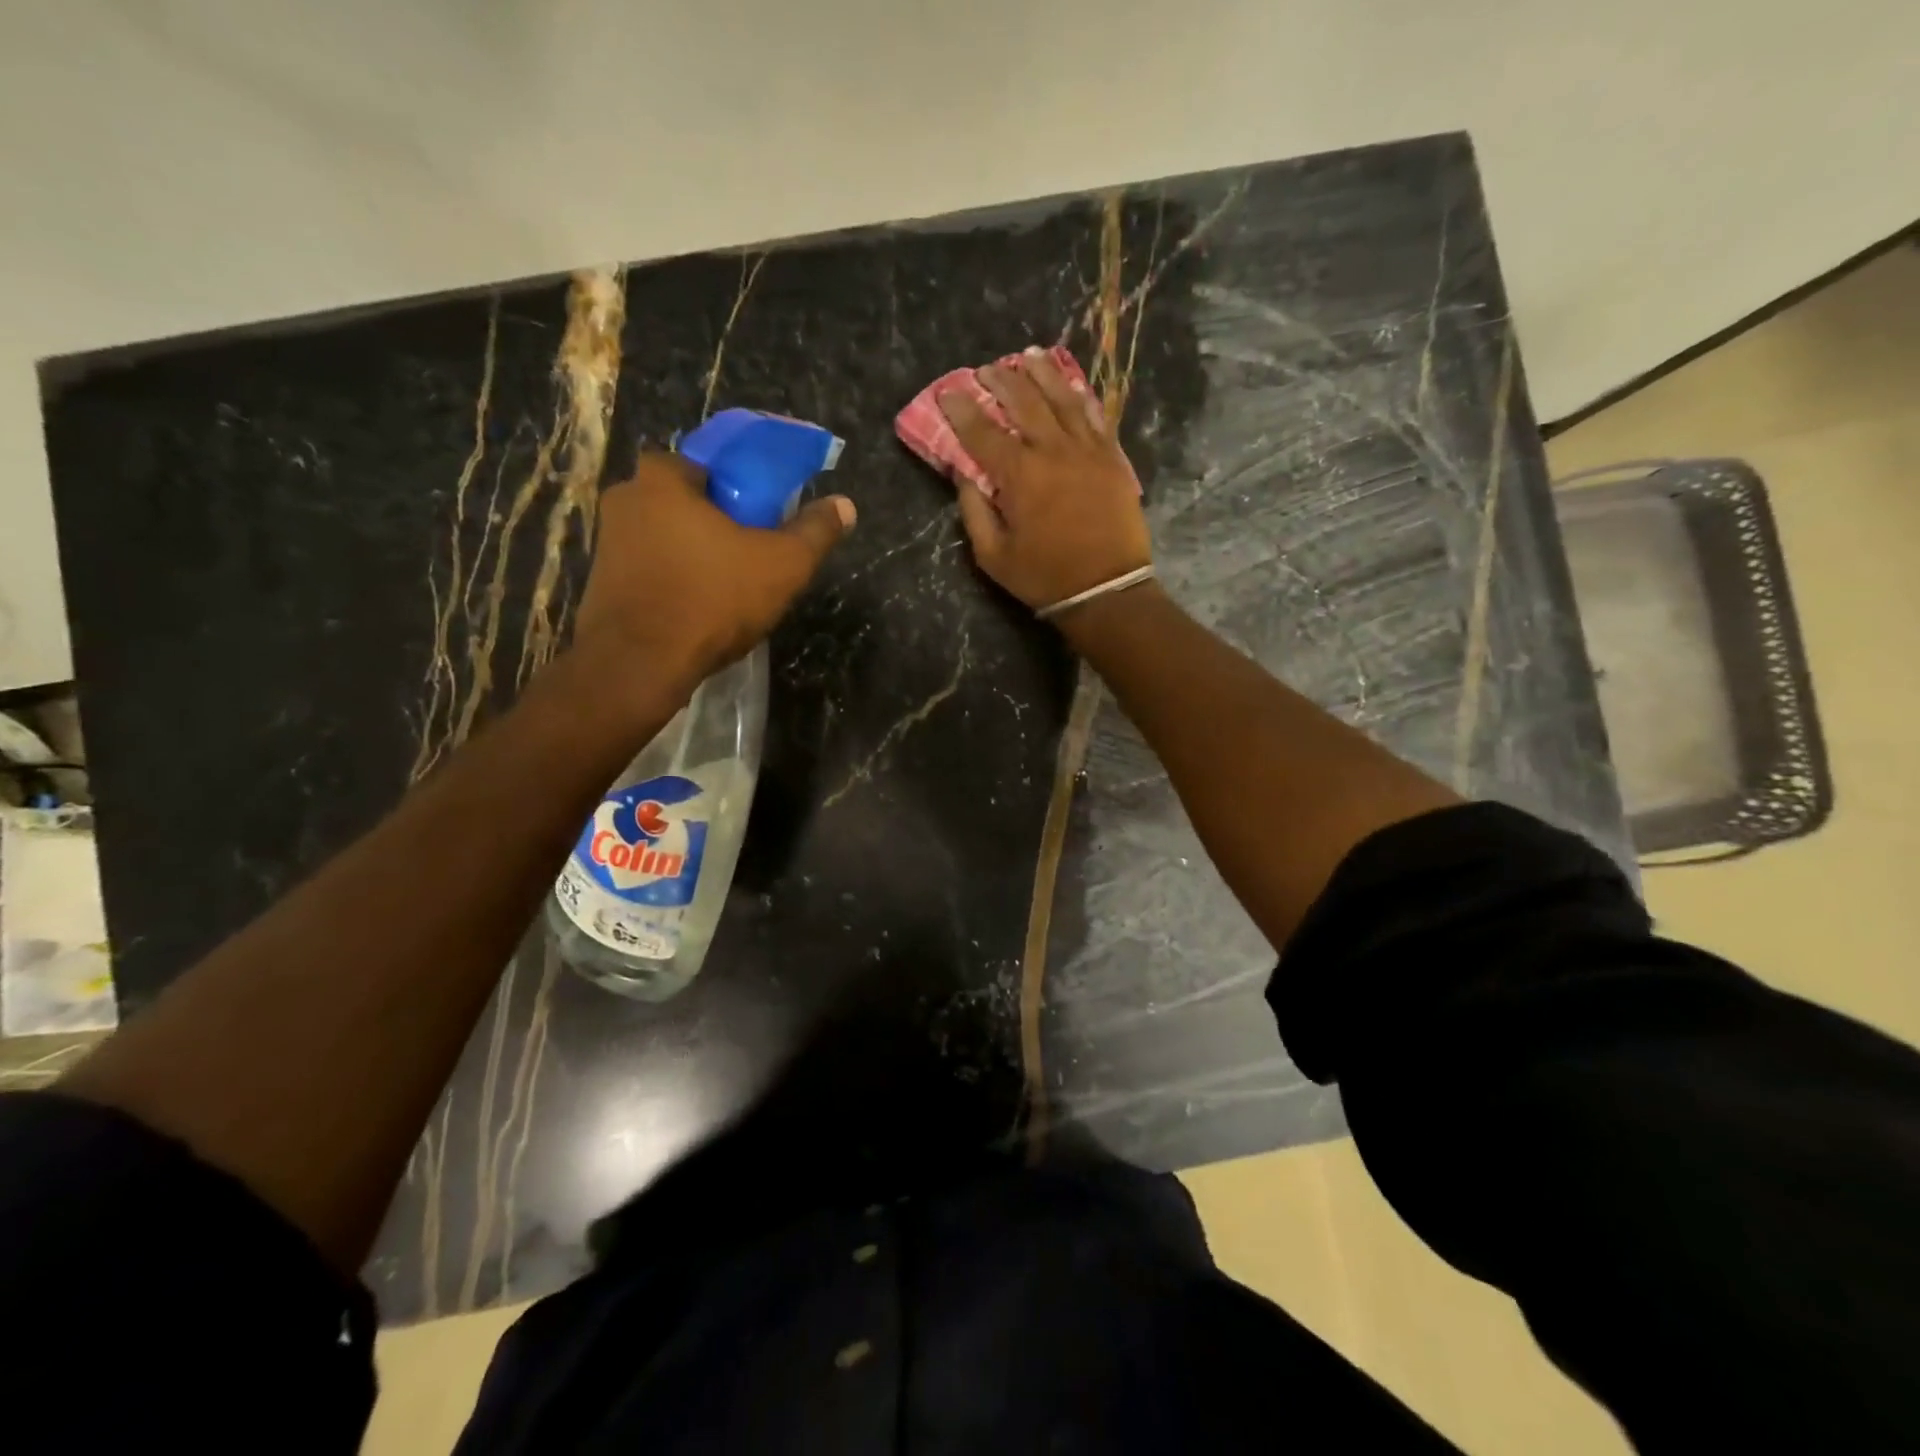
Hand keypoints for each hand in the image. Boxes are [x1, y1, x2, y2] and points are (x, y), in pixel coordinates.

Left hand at [574, 452, 854, 690]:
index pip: (707, 464)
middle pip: (686, 502)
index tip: (761, 517)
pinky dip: (674, 582)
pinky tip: (698, 610)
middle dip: (716, 522)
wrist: (639, 666)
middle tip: (750, 553)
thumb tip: (845, 505)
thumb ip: (815, 531)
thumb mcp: (783, 565)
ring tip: (729, 587)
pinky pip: (650, 571)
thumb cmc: (712, 600)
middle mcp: (625, 500)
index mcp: (662, 478)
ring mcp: (607, 544)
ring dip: (694, 555)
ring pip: (666, 538)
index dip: (739, 488)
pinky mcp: (602, 584)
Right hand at [936, 347, 1150, 614]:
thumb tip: (964, 476)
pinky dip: (1081, 396)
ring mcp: (1088, 450)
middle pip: (1024, 402)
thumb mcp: (993, 556)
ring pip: (1063, 398)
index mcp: (1019, 475)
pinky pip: (1096, 416)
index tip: (947, 393)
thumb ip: (974, 512)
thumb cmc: (1044, 576)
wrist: (1107, 589)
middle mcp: (1053, 450)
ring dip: (1043, 374)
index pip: (982, 432)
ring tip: (1028, 357)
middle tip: (986, 369)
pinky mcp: (1113, 458)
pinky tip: (1072, 384)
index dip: (961, 410)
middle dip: (1001, 381)